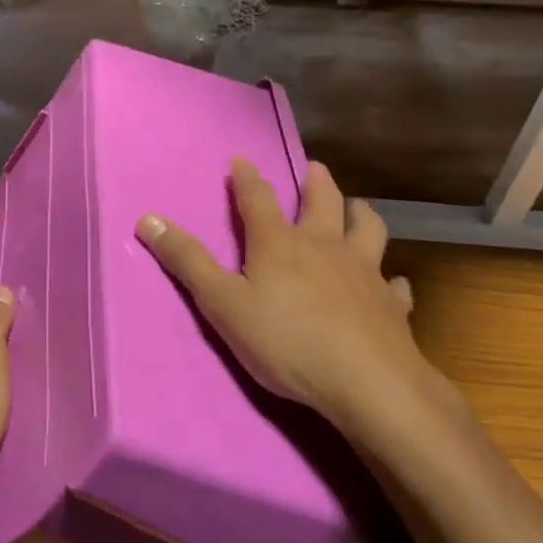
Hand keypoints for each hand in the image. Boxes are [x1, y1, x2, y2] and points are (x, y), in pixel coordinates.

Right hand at [136, 159, 460, 442]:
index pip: (258, 200)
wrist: (366, 381)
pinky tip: (392, 283)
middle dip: (316, 182)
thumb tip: (148, 219)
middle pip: (323, 203)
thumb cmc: (286, 341)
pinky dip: (391, 279)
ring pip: (368, 230)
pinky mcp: (391, 305)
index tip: (242, 161)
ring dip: (360, 214)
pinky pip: (395, 285)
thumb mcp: (222, 304)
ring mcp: (364, 273)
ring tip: (358, 208)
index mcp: (280, 245)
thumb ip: (187, 262)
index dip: (246, 179)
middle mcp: (325, 247)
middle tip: (315, 168)